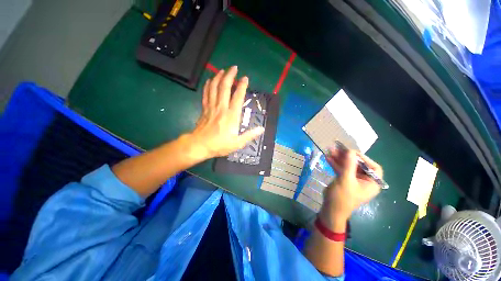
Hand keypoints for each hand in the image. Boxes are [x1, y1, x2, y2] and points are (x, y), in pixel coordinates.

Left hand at [188, 66, 263, 158]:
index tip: (245, 78)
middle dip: (230, 75)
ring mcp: (211, 107)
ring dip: (219, 77)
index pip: (238, 97)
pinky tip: (210, 80)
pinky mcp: (204, 109)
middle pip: (225, 87)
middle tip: (234, 68)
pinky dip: (208, 85)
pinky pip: (206, 94)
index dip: (242, 86)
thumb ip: (250, 135)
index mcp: (232, 116)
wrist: (199, 145)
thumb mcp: (237, 143)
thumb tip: (261, 129)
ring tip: (222, 70)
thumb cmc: (219, 145)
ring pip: (214, 88)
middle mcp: (222, 108)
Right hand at [321, 148, 382, 222]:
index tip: (351, 152)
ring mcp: (353, 180)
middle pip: (358, 164)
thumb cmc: (342, 197)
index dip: (363, 158)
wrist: (331, 209)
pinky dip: (335, 163)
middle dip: (347, 157)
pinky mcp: (344, 179)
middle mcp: (364, 180)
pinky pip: (341, 169)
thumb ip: (348, 165)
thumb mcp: (346, 180)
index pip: (373, 167)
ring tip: (329, 150)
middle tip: (337, 148)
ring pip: (347, 166)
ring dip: (339, 158)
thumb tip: (350, 151)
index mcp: (372, 183)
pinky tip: (327, 157)